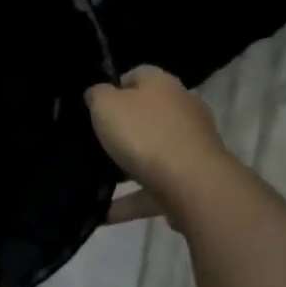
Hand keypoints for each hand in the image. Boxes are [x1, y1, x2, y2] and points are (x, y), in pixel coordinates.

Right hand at [85, 66, 233, 212]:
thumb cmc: (144, 134)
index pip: (138, 75)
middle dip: (123, 127)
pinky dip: (129, 200)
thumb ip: (97, 95)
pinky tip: (104, 211)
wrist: (192, 184)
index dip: (114, 86)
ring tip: (95, 179)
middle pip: (147, 114)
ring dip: (126, 166)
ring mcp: (190, 147)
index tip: (93, 105)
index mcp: (162, 85)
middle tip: (93, 140)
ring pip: (152, 153)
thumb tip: (98, 93)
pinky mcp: (191, 180)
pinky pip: (152, 189)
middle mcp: (182, 110)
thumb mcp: (106, 104)